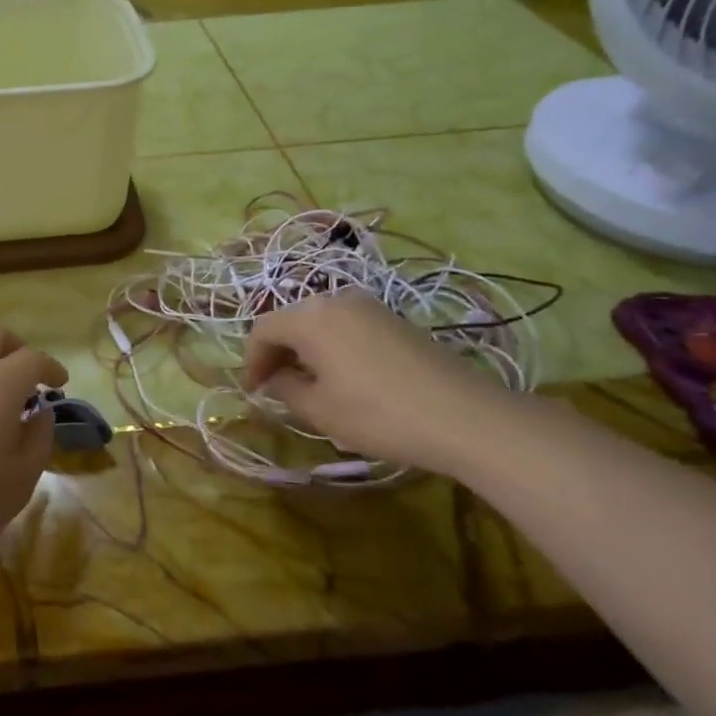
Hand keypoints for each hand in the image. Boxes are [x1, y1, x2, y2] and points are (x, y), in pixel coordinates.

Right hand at [241, 293, 517, 474]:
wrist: (465, 416)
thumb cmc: (378, 414)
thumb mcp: (319, 410)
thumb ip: (285, 389)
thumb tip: (275, 379)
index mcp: (310, 317)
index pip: (262, 330)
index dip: (250, 361)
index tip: (252, 391)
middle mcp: (336, 299)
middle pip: (291, 321)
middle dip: (277, 353)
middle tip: (274, 388)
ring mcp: (369, 306)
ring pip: (320, 323)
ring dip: (305, 350)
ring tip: (307, 385)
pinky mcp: (394, 320)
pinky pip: (347, 327)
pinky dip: (332, 348)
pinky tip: (343, 378)